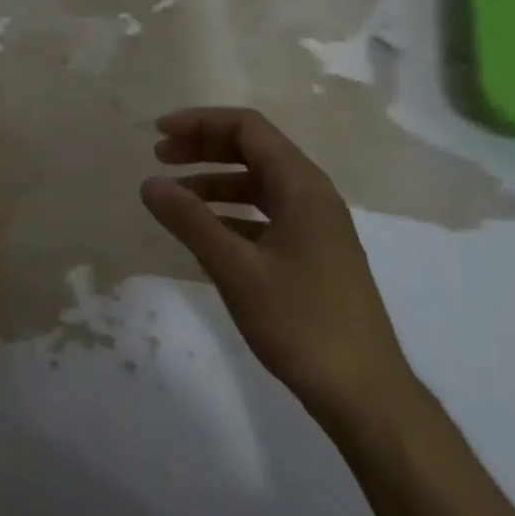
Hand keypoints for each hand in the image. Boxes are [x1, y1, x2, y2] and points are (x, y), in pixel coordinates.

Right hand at [140, 107, 415, 433]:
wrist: (365, 393)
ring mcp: (316, 227)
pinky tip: (205, 235)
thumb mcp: (236, 268)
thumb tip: (150, 184)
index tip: (158, 134)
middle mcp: (313, 195)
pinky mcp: (314, 255)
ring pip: (258, 185)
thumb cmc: (301, 322)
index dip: (200, 122)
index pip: (247, 128)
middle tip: (160, 158)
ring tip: (173, 199)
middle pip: (253, 151)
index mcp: (302, 185)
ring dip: (215, 183)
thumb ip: (190, 221)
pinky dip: (232, 214)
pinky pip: (266, 216)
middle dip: (204, 147)